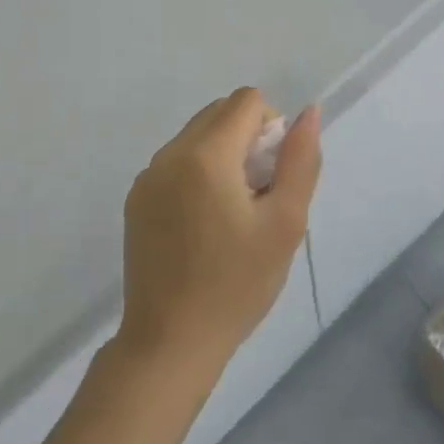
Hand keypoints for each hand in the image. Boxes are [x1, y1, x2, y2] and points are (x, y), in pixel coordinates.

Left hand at [119, 89, 321, 387]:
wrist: (171, 342)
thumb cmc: (237, 284)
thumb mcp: (285, 223)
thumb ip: (300, 160)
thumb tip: (308, 112)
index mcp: (205, 155)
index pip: (247, 101)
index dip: (271, 128)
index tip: (273, 176)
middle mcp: (169, 154)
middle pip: (219, 113)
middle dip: (247, 139)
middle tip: (258, 195)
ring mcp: (147, 177)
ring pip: (196, 136)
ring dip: (222, 155)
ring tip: (232, 214)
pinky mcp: (136, 200)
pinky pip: (175, 163)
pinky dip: (197, 174)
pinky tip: (204, 225)